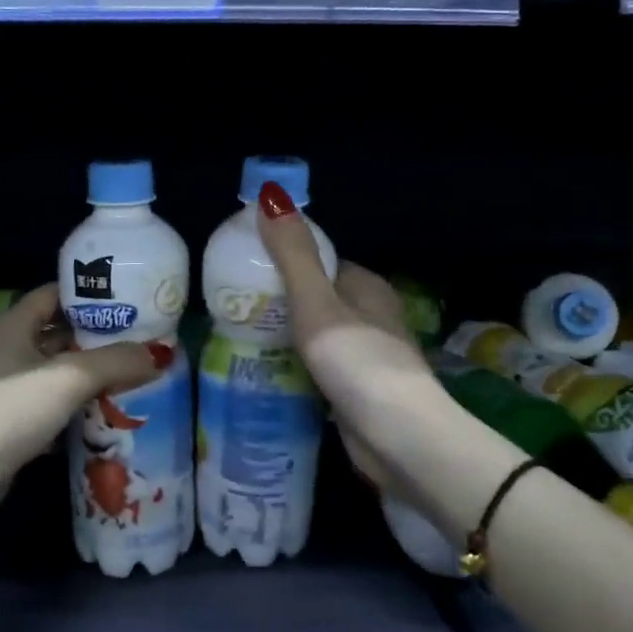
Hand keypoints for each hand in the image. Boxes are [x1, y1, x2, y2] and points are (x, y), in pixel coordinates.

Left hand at [0, 284, 171, 521]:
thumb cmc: (8, 410)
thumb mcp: (67, 378)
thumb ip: (114, 362)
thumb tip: (159, 355)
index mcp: (15, 325)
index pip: (55, 294)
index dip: (89, 292)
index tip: (130, 298)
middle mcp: (11, 350)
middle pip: (61, 333)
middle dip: (99, 336)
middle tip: (144, 339)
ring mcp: (11, 388)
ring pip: (60, 371)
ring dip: (93, 373)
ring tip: (137, 373)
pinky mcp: (15, 422)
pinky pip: (55, 404)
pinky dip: (80, 406)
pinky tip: (111, 412)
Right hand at [255, 181, 450, 504]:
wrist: (397, 437)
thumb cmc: (356, 359)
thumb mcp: (316, 301)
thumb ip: (293, 254)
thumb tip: (271, 194)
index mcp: (366, 287)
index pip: (322, 261)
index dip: (286, 260)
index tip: (246, 267)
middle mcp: (370, 317)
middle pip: (317, 298)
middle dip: (280, 302)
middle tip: (234, 308)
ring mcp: (365, 356)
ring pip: (316, 335)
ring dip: (285, 337)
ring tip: (240, 338)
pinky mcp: (357, 391)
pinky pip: (318, 368)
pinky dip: (295, 368)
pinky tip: (267, 373)